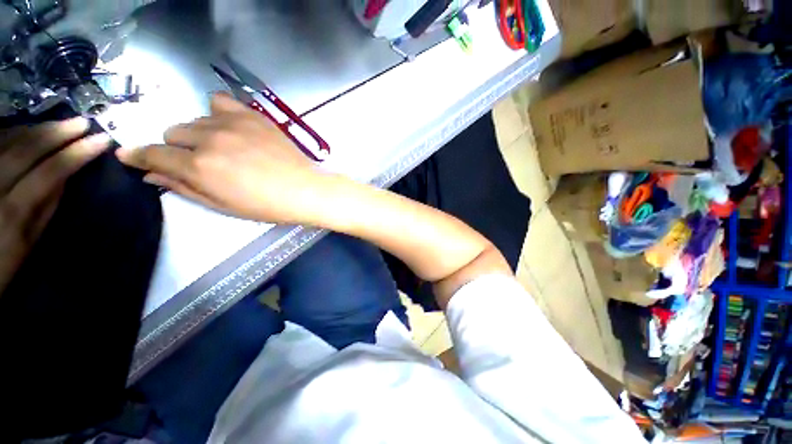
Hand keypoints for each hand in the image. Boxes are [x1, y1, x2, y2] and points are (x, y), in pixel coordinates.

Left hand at [0, 119, 111, 294]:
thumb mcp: (28, 243)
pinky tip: (27, 129)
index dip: (78, 153)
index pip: (51, 171)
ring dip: (36, 129)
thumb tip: (65, 176)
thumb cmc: (2, 263)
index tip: (102, 140)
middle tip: (83, 122)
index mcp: (15, 211)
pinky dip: (12, 132)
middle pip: (27, 149)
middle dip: (57, 132)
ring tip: (59, 124)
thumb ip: (45, 208)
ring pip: (8, 139)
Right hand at [116, 93, 324, 222]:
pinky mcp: (252, 115)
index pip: (152, 153)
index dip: (137, 155)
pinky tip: (230, 127)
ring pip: (195, 119)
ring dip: (200, 133)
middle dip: (180, 148)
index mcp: (199, 166)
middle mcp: (209, 139)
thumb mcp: (222, 205)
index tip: (128, 156)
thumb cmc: (267, 205)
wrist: (305, 190)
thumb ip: (183, 187)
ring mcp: (232, 123)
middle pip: (173, 133)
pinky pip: (220, 101)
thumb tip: (150, 173)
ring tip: (225, 148)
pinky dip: (217, 113)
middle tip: (203, 162)